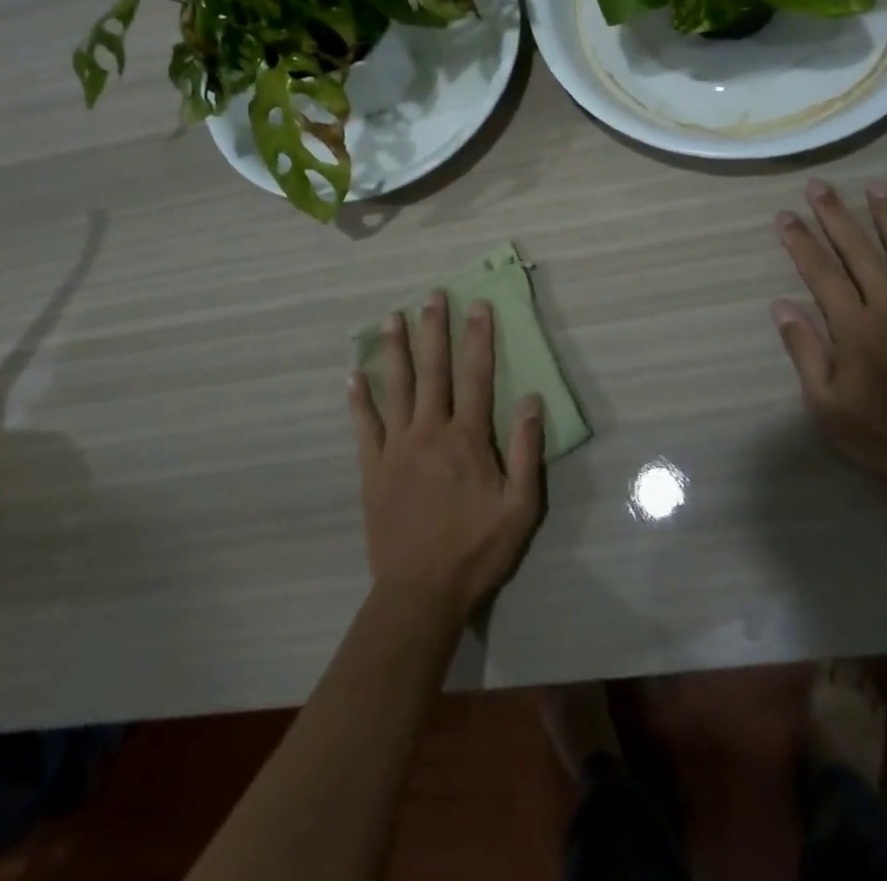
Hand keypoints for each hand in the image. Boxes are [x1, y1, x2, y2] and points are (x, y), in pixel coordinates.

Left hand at [348, 293, 544, 620]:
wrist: (420, 592)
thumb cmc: (476, 549)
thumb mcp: (520, 507)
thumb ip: (527, 450)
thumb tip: (533, 399)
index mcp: (467, 439)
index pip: (476, 376)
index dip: (478, 338)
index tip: (478, 305)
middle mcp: (429, 431)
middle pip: (433, 371)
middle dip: (434, 329)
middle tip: (432, 295)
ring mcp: (396, 448)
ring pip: (396, 388)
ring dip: (395, 350)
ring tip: (392, 317)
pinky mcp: (372, 468)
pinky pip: (364, 426)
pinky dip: (359, 399)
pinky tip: (353, 375)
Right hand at [772, 180, 886, 508]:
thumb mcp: (828, 406)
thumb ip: (805, 352)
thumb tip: (781, 306)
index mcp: (856, 327)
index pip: (821, 272)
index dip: (801, 241)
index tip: (786, 215)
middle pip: (860, 251)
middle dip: (836, 216)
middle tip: (820, 186)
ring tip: (877, 188)